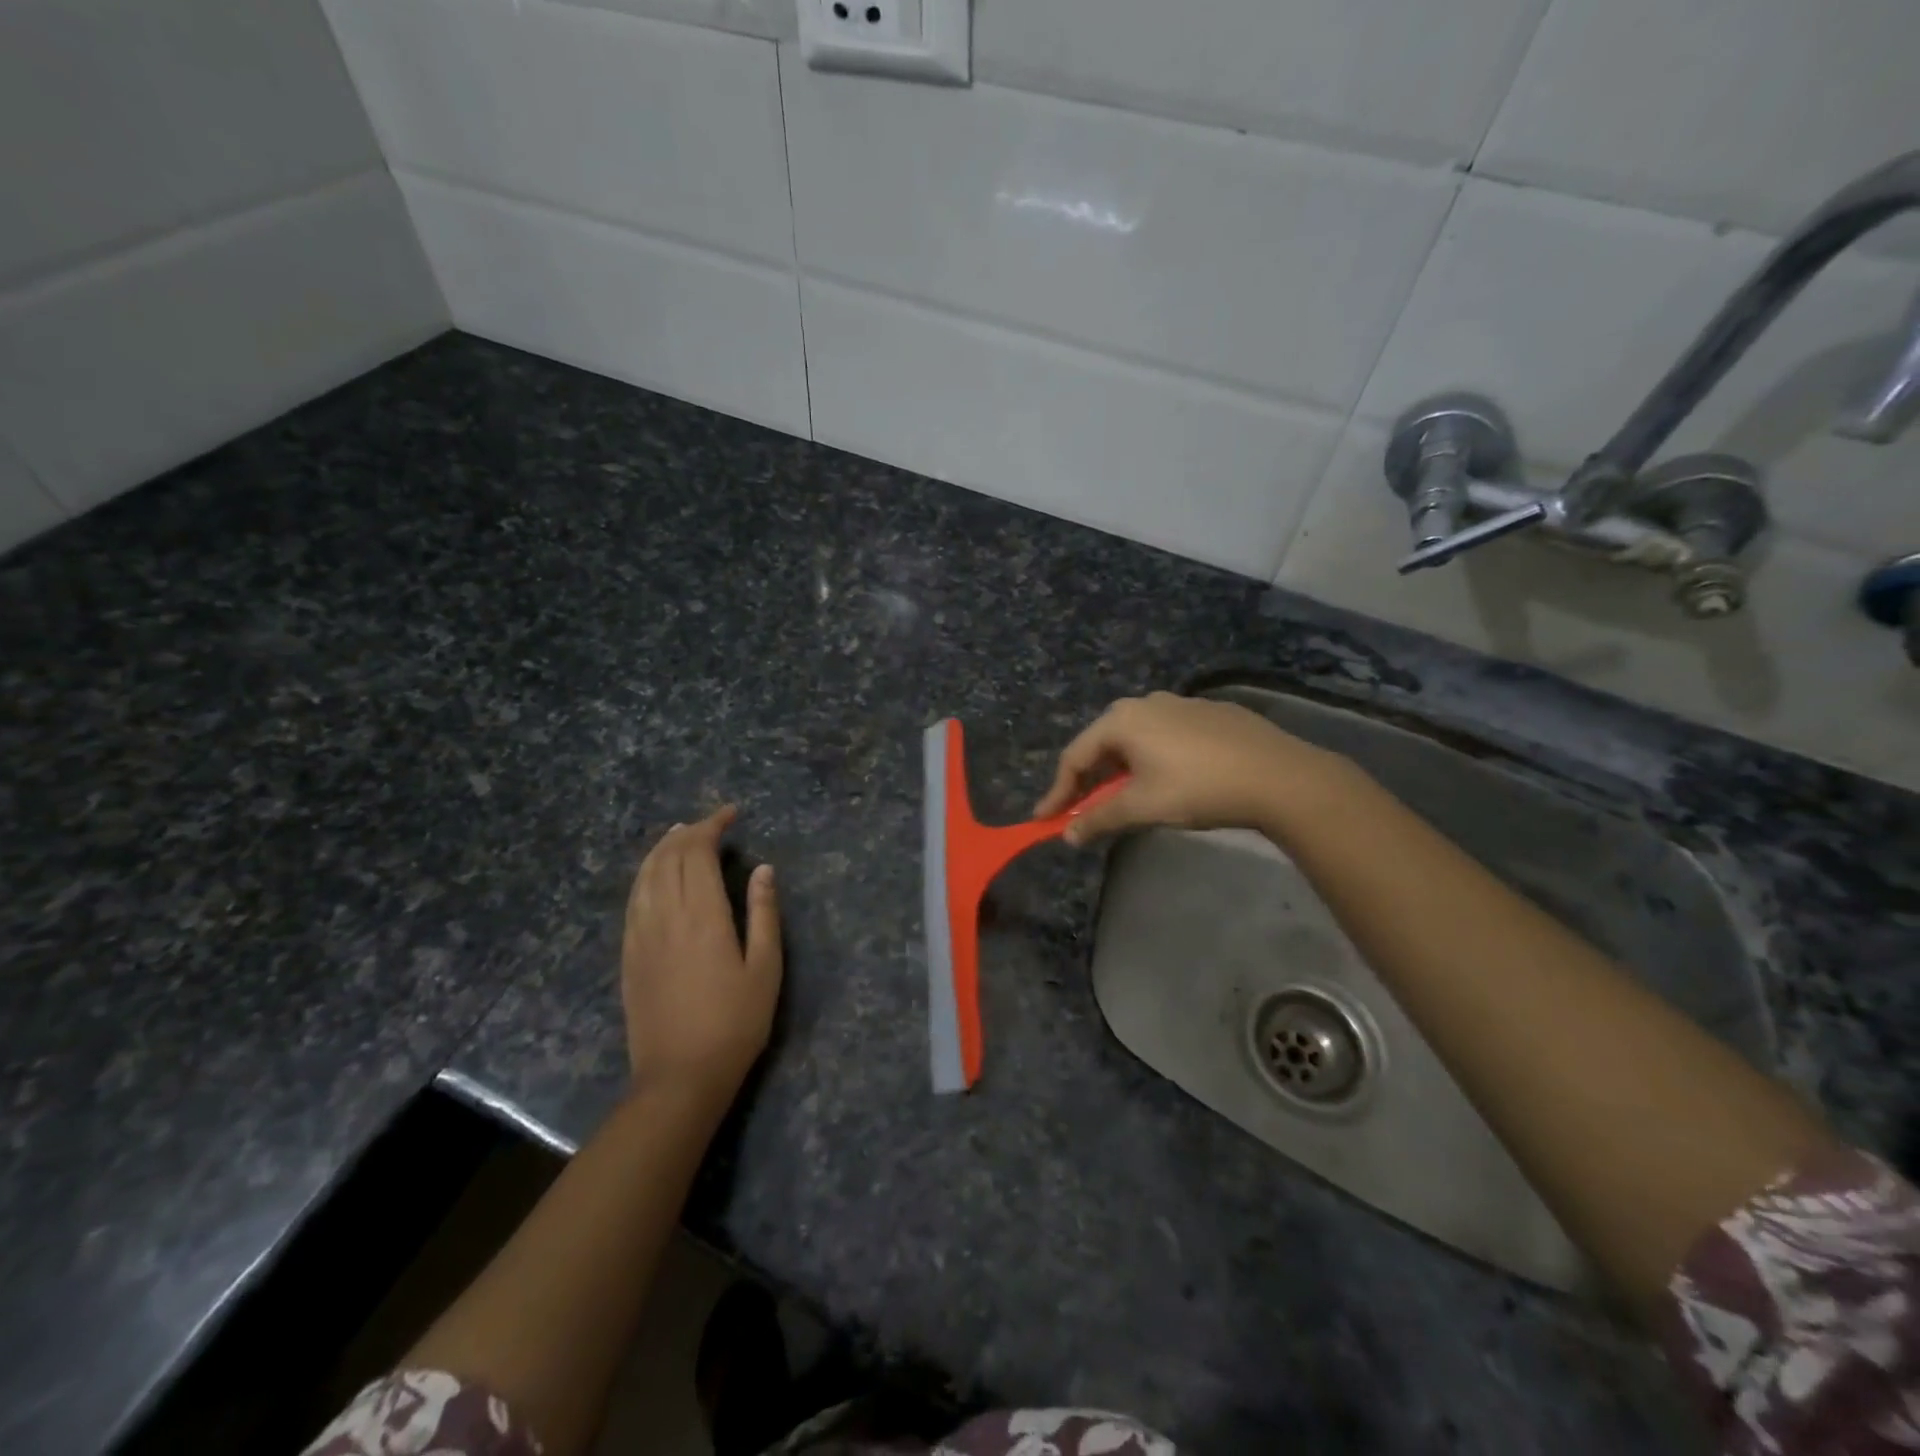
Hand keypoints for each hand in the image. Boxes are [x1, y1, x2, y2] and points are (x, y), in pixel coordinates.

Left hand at [622, 807, 781, 1098]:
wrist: (679, 1077)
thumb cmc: (735, 1023)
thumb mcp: (765, 969)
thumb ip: (764, 913)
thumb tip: (764, 869)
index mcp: (703, 916)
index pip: (699, 853)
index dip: (712, 826)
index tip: (731, 813)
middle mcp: (666, 916)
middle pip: (669, 857)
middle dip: (689, 831)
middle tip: (711, 823)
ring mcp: (641, 934)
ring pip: (645, 875)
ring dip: (662, 848)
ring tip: (680, 835)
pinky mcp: (629, 954)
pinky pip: (633, 899)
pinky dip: (645, 874)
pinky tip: (655, 875)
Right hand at [1035, 692, 1359, 844]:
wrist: (1279, 776)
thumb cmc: (1199, 788)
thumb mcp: (1143, 807)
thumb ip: (1099, 819)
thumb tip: (1068, 835)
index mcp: (1122, 720)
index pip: (1076, 757)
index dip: (1058, 792)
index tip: (1046, 820)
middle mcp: (1146, 703)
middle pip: (1104, 744)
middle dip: (1090, 780)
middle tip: (1085, 809)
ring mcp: (1181, 704)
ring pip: (1137, 739)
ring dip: (1122, 770)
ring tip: (1126, 798)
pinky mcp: (1211, 713)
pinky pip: (1167, 736)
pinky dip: (1154, 759)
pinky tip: (1171, 780)